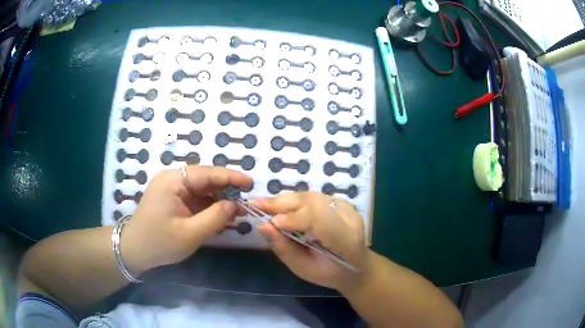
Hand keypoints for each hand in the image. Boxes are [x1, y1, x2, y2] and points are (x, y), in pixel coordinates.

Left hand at [121, 166, 251, 273]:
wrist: (134, 251)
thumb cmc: (159, 242)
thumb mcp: (190, 233)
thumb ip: (215, 217)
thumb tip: (235, 205)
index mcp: (173, 180)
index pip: (207, 173)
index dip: (231, 177)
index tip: (251, 183)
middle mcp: (172, 179)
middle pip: (205, 179)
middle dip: (226, 191)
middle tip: (246, 203)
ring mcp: (172, 189)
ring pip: (201, 190)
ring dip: (219, 200)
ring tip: (238, 212)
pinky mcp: (173, 200)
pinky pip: (195, 199)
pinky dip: (209, 207)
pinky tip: (222, 216)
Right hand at [252, 192, 370, 291]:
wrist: (355, 265)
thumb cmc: (329, 272)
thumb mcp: (304, 269)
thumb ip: (284, 249)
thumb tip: (262, 226)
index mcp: (346, 241)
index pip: (322, 221)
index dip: (295, 218)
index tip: (270, 222)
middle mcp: (350, 219)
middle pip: (315, 203)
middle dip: (283, 203)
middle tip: (255, 204)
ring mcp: (347, 207)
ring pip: (311, 196)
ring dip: (285, 200)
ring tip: (263, 204)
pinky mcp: (341, 202)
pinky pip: (312, 197)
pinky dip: (293, 200)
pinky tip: (279, 205)